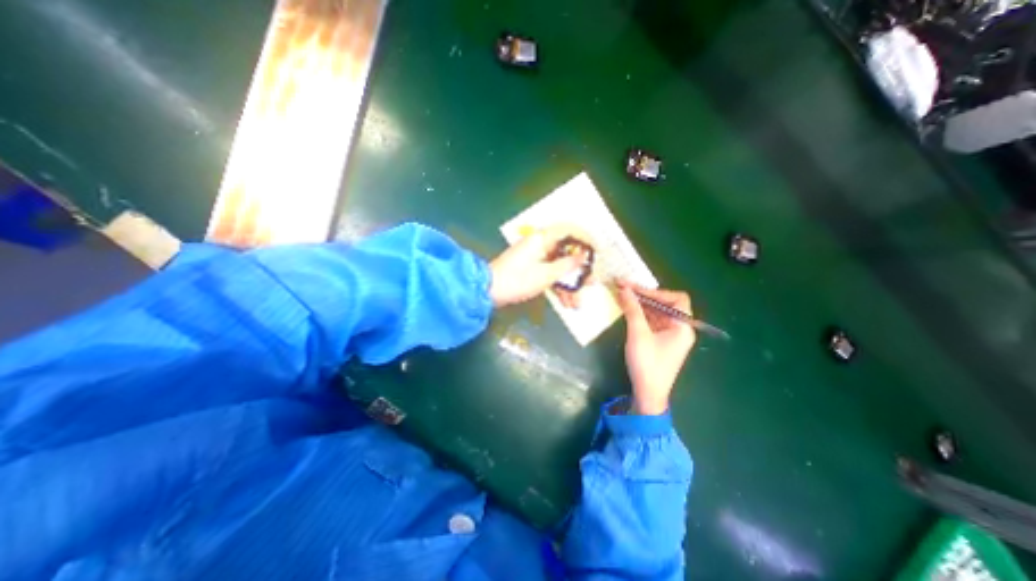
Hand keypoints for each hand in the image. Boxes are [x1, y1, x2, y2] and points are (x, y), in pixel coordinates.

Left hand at [490, 226, 594, 308]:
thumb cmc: (516, 280)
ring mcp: (535, 258)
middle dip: (580, 269)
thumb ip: (566, 265)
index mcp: (541, 239)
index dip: (585, 237)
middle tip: (591, 281)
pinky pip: (551, 274)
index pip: (568, 229)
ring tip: (578, 300)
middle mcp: (540, 245)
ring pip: (560, 266)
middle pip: (567, 251)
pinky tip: (566, 302)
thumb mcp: (545, 275)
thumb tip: (583, 256)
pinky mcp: (532, 269)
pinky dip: (558, 286)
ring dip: (570, 283)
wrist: (488, 292)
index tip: (597, 250)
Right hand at [614, 280, 693, 411]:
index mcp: (682, 326)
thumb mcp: (638, 334)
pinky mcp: (661, 341)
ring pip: (657, 312)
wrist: (648, 393)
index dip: (655, 291)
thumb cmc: (647, 363)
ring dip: (640, 304)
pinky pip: (652, 321)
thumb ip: (632, 309)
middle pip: (665, 304)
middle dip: (644, 295)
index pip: (675, 299)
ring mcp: (670, 335)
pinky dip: (640, 314)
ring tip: (622, 295)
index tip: (635, 289)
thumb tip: (624, 288)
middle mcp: (679, 328)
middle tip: (623, 287)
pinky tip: (627, 309)